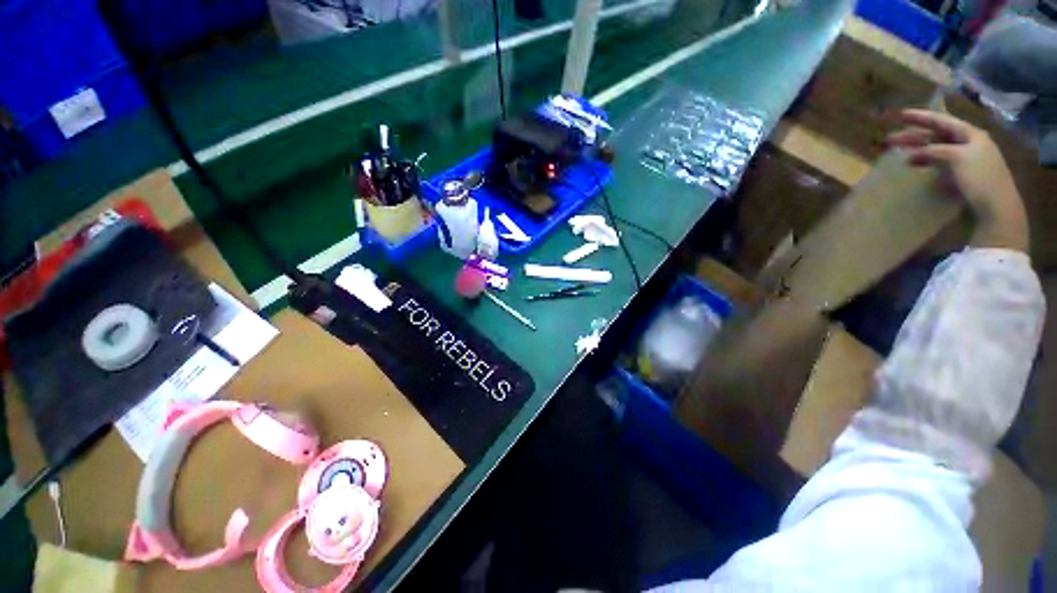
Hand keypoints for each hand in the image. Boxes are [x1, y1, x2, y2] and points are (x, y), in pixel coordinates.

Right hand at [887, 109, 1028, 251]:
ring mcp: (966, 159)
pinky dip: (926, 162)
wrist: (997, 207)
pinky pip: (940, 162)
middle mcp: (968, 142)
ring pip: (936, 148)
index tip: (898, 115)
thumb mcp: (957, 158)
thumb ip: (934, 151)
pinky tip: (917, 166)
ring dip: (917, 150)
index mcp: (970, 134)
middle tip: (890, 140)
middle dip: (913, 136)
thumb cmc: (980, 178)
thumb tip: (913, 154)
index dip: (919, 117)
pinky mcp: (962, 174)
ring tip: (900, 154)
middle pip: (936, 134)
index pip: (940, 120)